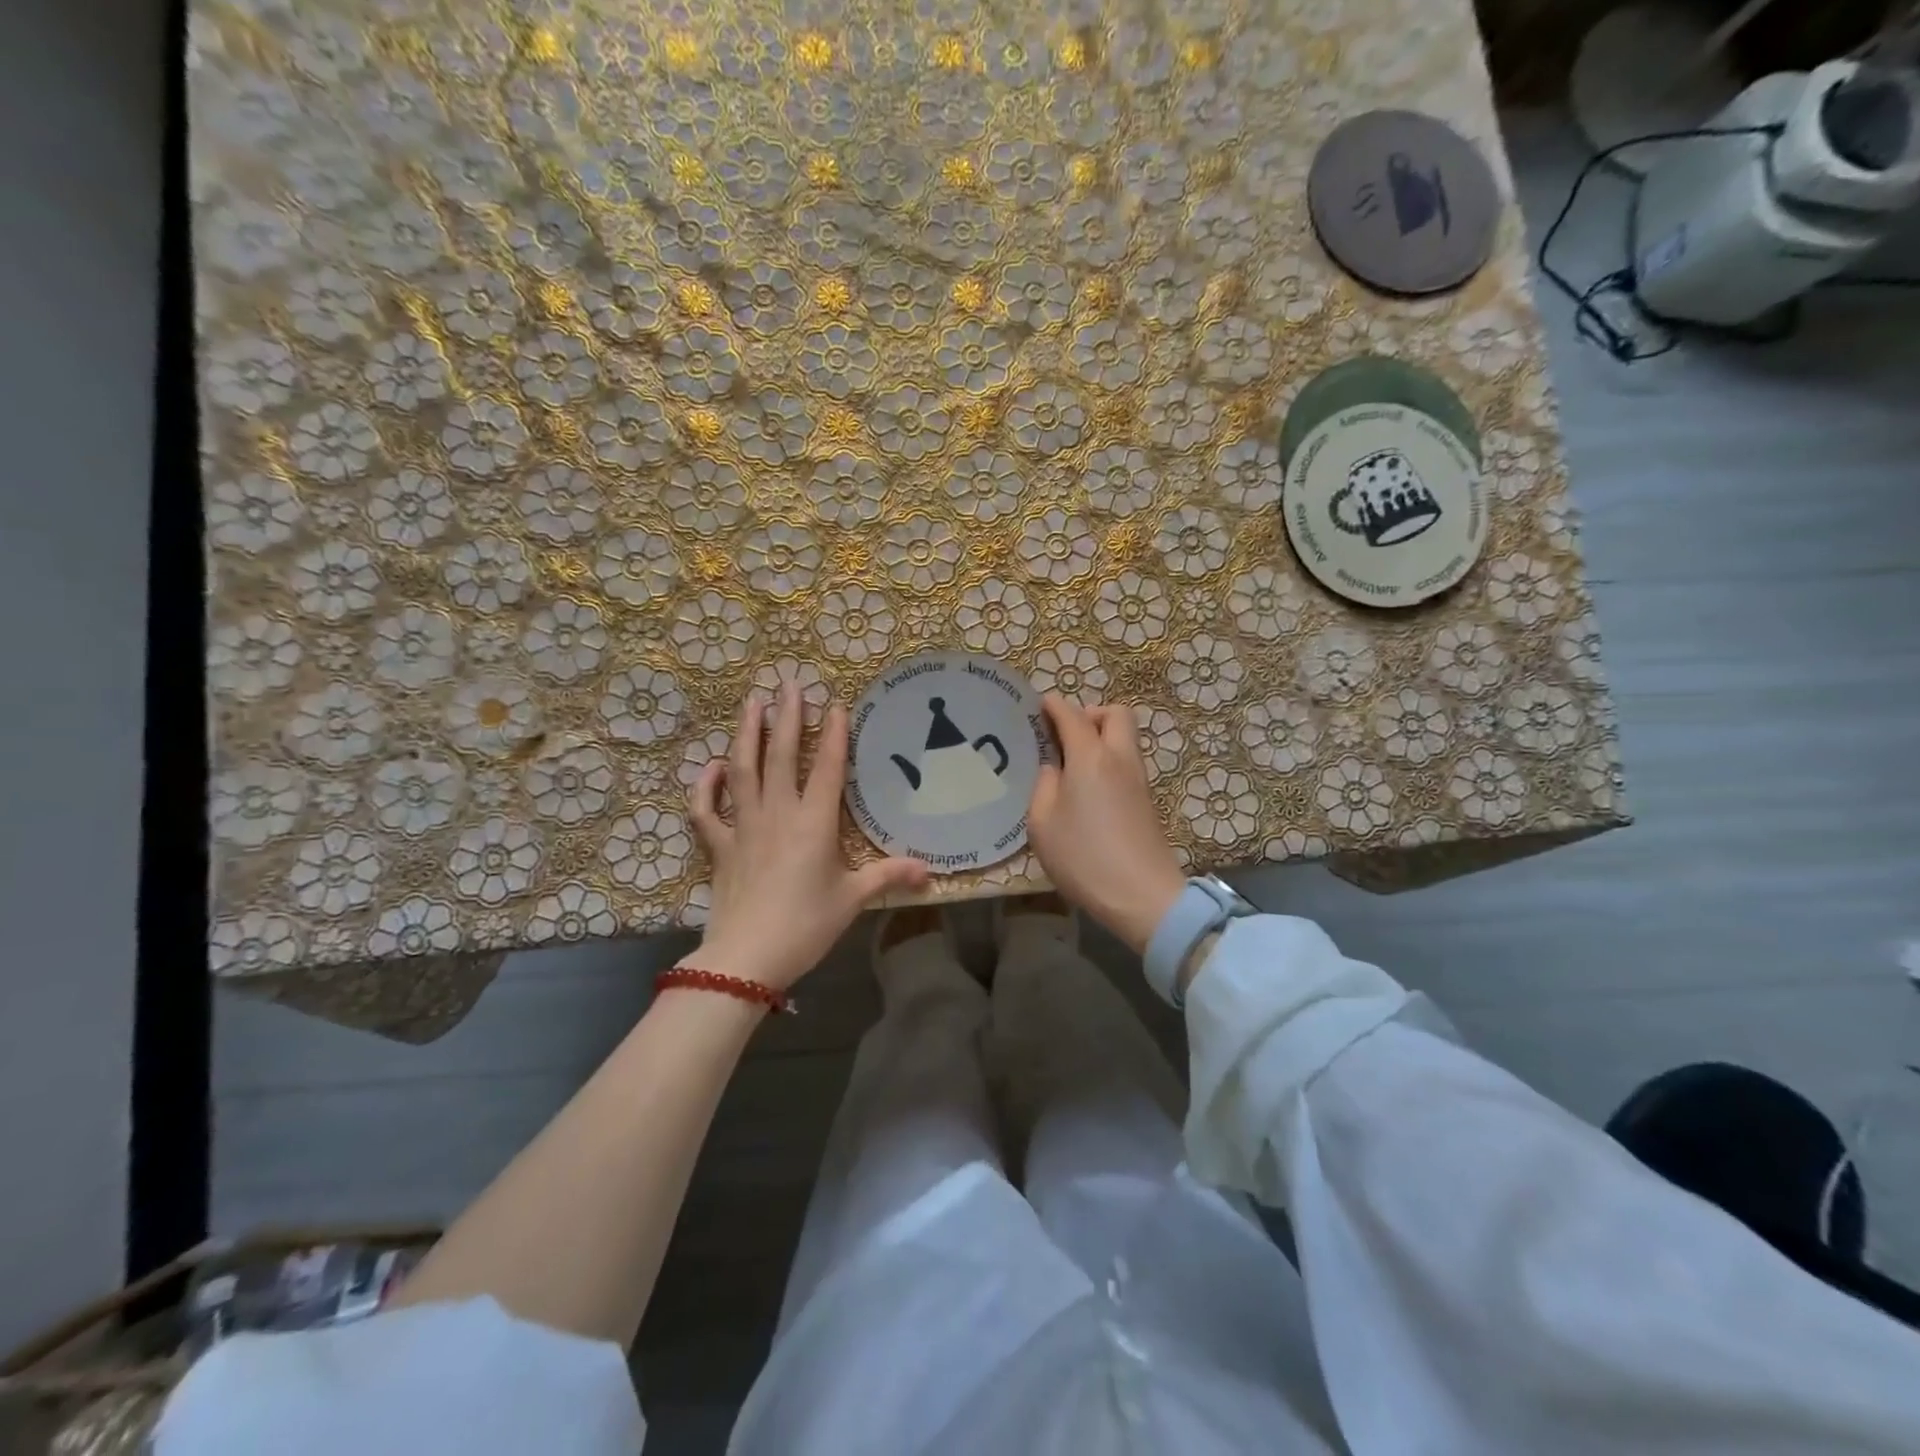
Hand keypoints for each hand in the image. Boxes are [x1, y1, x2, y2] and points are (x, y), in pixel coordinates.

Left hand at [686, 685, 930, 991]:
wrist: (747, 957)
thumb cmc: (806, 924)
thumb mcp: (853, 899)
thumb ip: (889, 876)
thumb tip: (930, 872)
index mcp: (814, 822)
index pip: (826, 767)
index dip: (832, 734)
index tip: (835, 704)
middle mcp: (777, 813)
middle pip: (780, 754)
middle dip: (787, 716)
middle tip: (788, 684)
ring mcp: (743, 826)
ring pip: (742, 769)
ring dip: (746, 733)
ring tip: (751, 703)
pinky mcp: (719, 846)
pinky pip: (706, 809)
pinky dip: (705, 786)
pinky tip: (712, 766)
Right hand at [1026, 696, 1185, 954]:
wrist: (1143, 895)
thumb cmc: (1083, 858)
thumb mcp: (1042, 824)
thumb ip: (1044, 786)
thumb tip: (1053, 768)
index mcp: (1090, 757)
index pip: (1072, 714)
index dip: (1053, 705)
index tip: (1038, 707)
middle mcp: (1119, 758)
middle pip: (1115, 713)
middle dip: (1089, 714)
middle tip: (1064, 736)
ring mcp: (1138, 778)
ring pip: (1125, 737)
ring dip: (1101, 737)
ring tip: (1071, 764)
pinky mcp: (1146, 799)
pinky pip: (1126, 761)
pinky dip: (1108, 760)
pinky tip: (1087, 788)